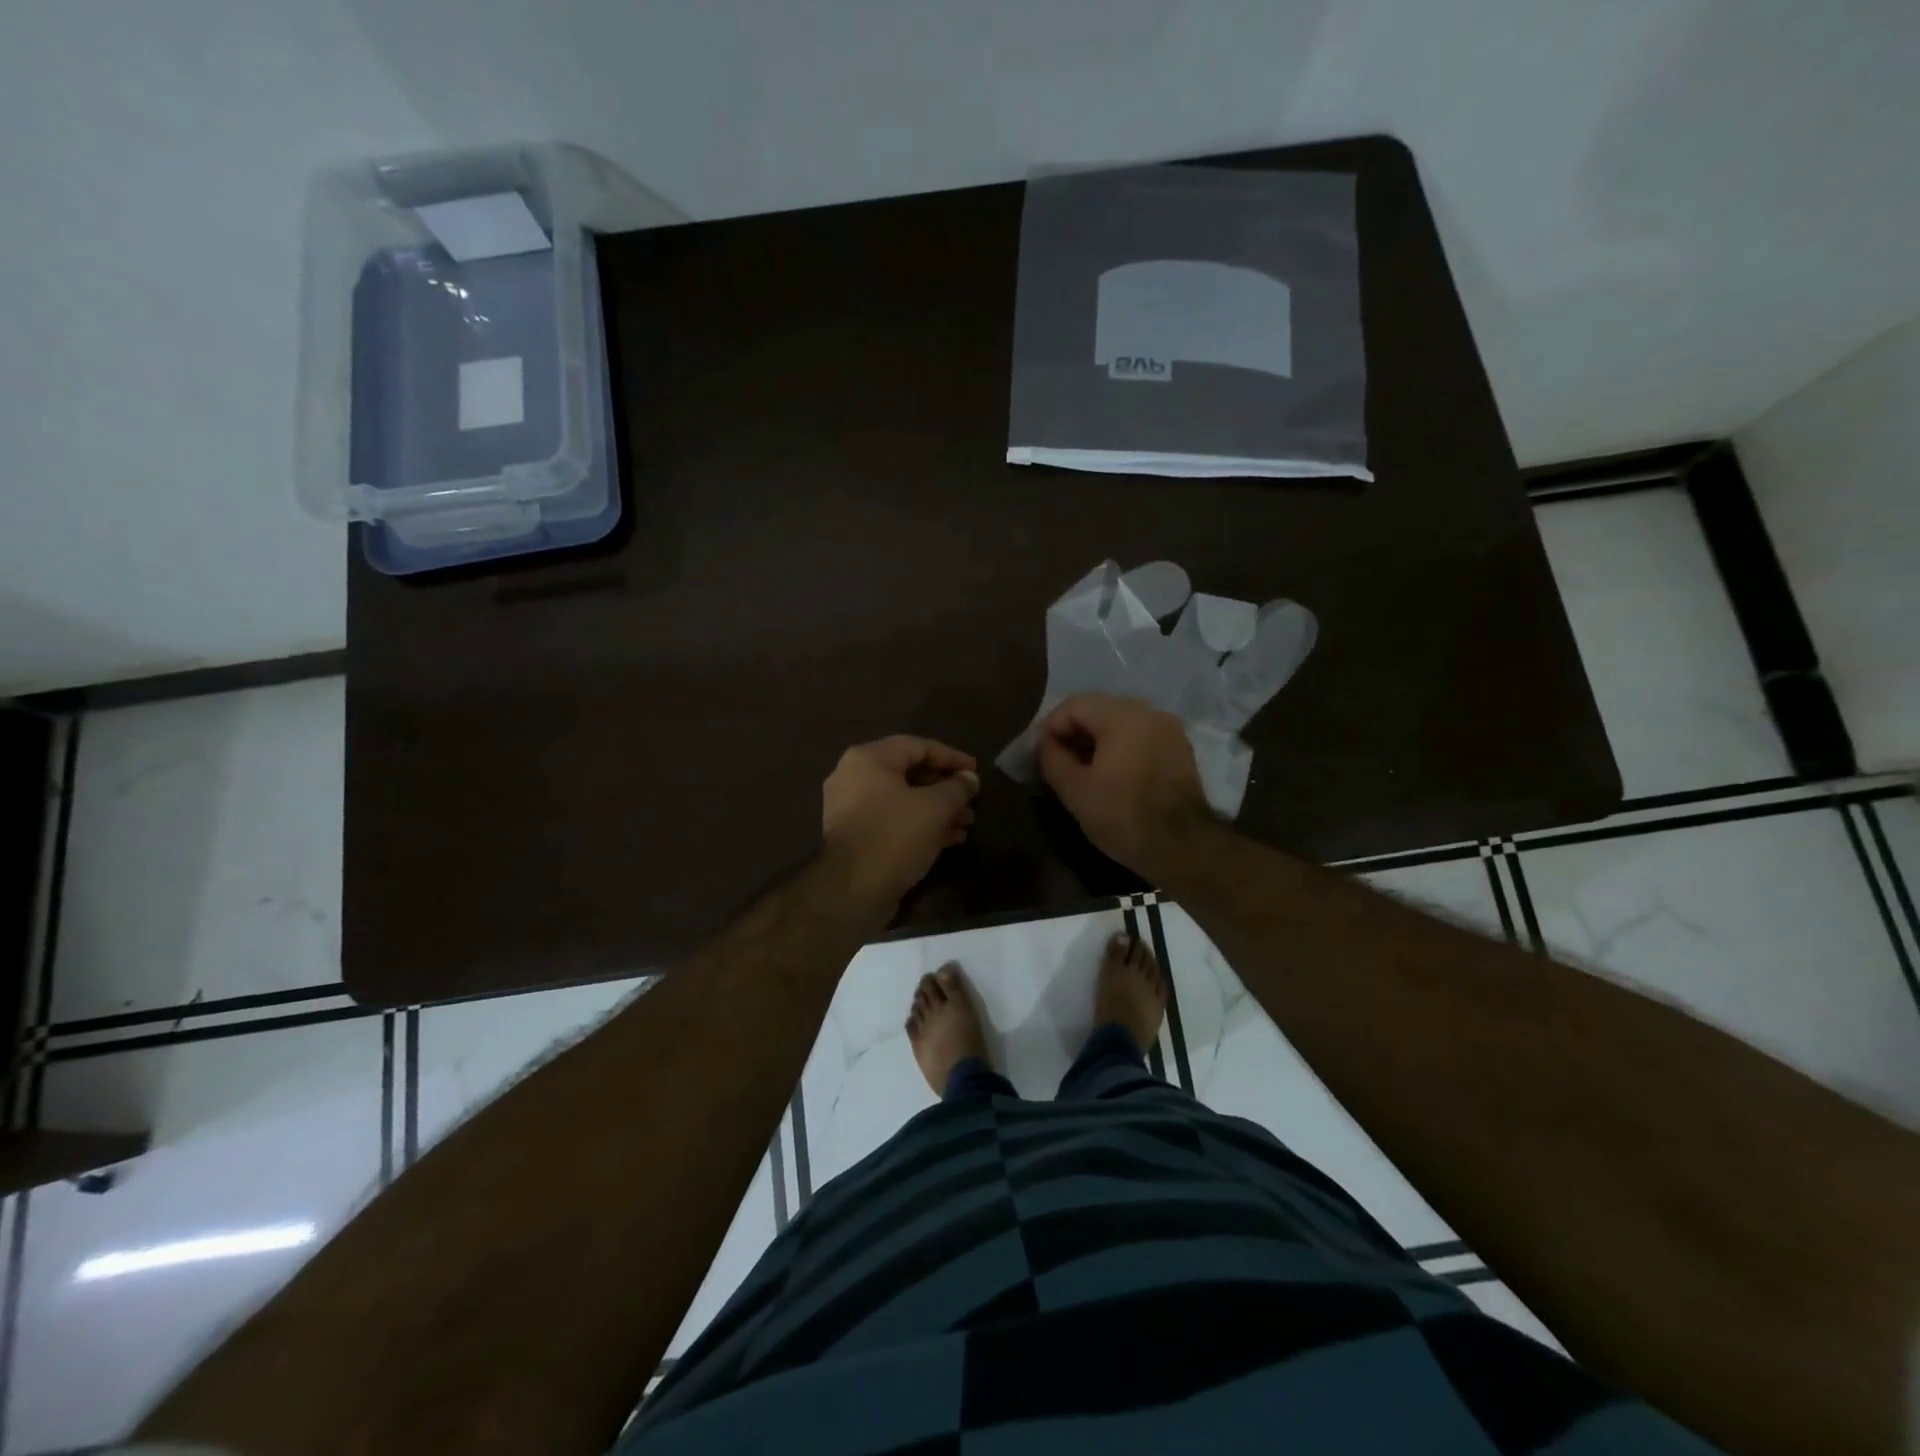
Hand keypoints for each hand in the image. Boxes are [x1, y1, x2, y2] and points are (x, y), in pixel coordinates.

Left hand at [822, 736, 979, 916]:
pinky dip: (919, 825)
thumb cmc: (894, 836)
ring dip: (937, 810)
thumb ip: (957, 788)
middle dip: (945, 788)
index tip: (976, 772)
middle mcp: (854, 777)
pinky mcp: (855, 836)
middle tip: (972, 802)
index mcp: (869, 759)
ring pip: (903, 800)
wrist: (851, 891)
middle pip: (910, 773)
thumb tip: (970, 779)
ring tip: (966, 824)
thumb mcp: (935, 808)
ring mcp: (851, 808)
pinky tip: (948, 840)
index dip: (951, 757)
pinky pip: (893, 821)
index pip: (918, 746)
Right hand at [1036, 694, 1212, 878]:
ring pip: (1121, 722)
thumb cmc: (1123, 816)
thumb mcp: (1075, 791)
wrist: (1183, 847)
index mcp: (1122, 716)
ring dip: (1096, 739)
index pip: (1075, 705)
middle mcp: (1149, 712)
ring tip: (1081, 768)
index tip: (1039, 753)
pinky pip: (1140, 735)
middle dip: (1073, 731)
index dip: (1050, 727)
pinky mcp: (1180, 748)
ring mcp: (1169, 729)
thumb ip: (1052, 759)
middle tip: (1056, 760)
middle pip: (1099, 709)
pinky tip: (1110, 772)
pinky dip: (1120, 746)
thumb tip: (1044, 743)